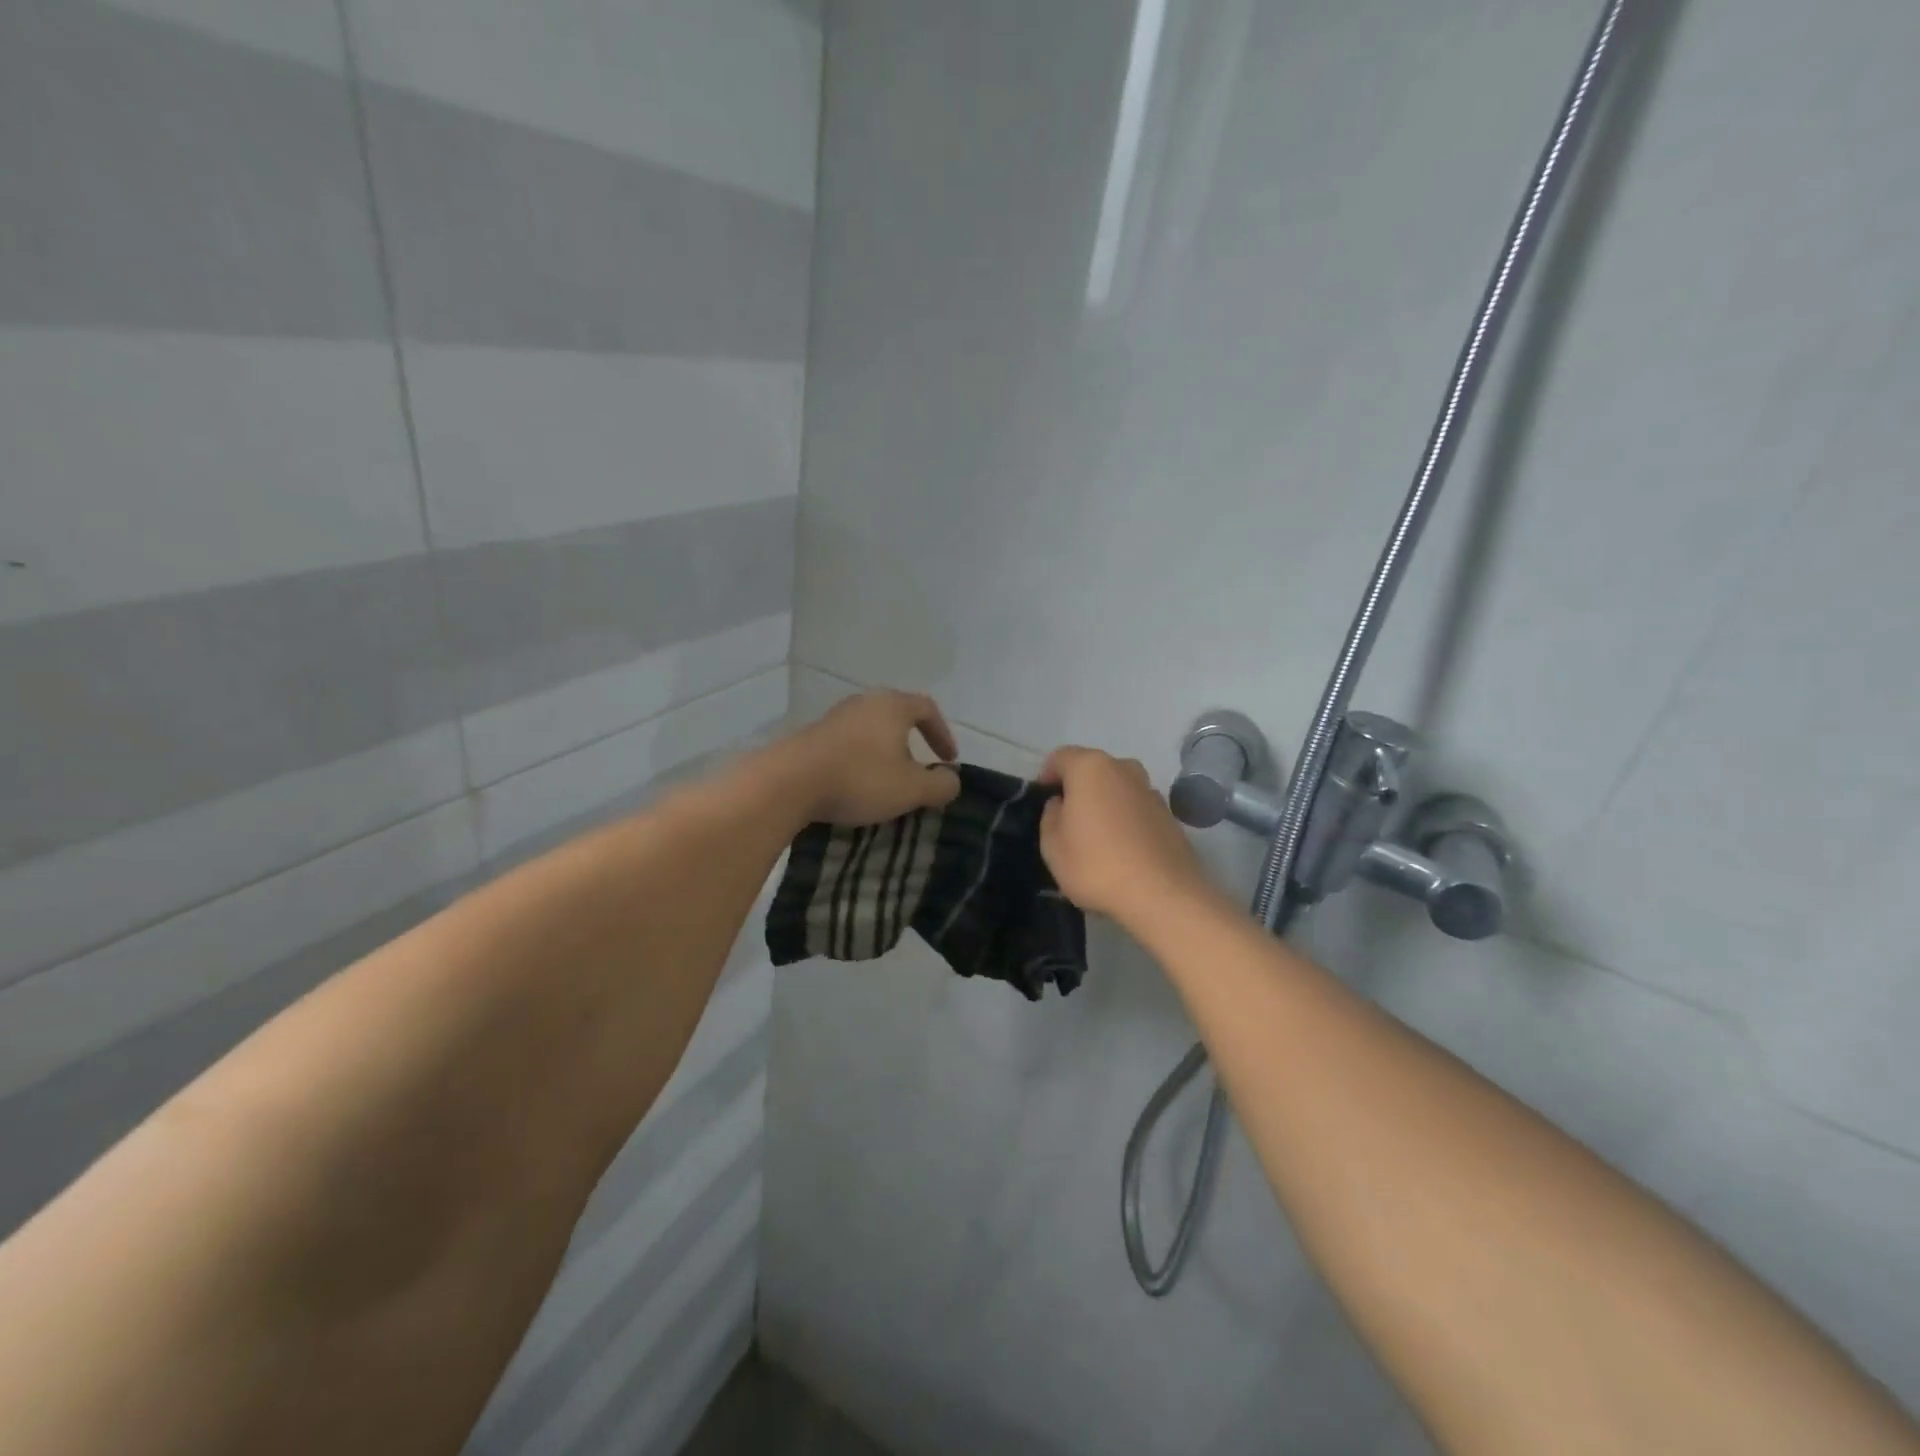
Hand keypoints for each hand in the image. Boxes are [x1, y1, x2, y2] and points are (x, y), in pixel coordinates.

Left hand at [787, 690, 961, 825]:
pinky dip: (859, 759)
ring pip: (869, 729)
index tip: (948, 760)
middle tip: (918, 770)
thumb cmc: (860, 779)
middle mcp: (864, 702)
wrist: (789, 782)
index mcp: (892, 706)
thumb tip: (951, 780)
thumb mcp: (911, 789)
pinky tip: (855, 783)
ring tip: (886, 781)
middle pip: (896, 715)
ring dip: (883, 752)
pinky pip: (847, 743)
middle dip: (911, 742)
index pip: (927, 708)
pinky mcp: (812, 735)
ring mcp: (834, 717)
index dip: (942, 733)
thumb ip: (940, 784)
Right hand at [1038, 747, 1212, 923]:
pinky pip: (1136, 809)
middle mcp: (1124, 769)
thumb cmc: (1096, 865)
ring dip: (1104, 803)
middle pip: (1092, 769)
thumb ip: (1050, 816)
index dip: (1046, 776)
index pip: (1060, 757)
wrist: (1163, 896)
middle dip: (1078, 788)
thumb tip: (1061, 804)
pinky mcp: (1170, 816)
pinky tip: (1122, 849)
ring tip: (1096, 837)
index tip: (1042, 801)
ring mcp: (1151, 791)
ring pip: (1117, 788)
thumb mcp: (1052, 846)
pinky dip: (1126, 820)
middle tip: (1067, 820)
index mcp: (1091, 768)